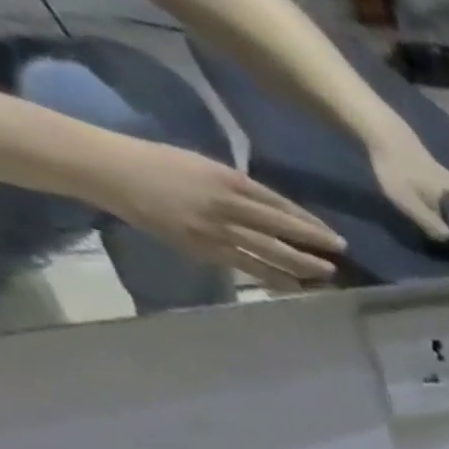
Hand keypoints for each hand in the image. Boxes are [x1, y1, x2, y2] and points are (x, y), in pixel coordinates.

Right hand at [91, 140, 343, 289]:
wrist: (107, 169)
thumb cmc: (156, 162)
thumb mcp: (203, 165)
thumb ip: (238, 187)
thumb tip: (272, 208)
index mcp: (227, 179)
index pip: (280, 205)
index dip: (310, 223)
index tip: (334, 236)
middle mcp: (227, 205)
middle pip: (281, 228)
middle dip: (314, 243)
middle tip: (342, 255)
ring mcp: (217, 229)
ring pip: (270, 252)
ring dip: (302, 265)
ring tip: (327, 274)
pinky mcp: (205, 249)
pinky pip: (248, 267)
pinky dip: (274, 278)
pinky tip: (295, 287)